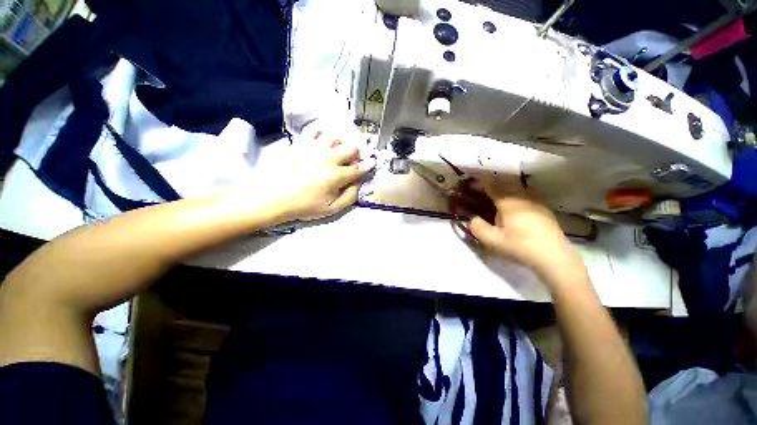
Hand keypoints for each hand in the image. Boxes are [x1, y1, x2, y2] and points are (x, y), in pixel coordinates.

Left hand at [274, 129, 374, 220]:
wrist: (277, 198)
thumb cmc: (306, 206)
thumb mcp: (332, 209)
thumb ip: (350, 196)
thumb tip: (359, 182)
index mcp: (336, 176)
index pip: (358, 168)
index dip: (367, 166)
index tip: (372, 163)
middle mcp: (327, 159)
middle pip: (351, 149)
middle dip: (355, 155)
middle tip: (350, 162)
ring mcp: (313, 148)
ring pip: (336, 137)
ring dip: (339, 145)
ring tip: (334, 153)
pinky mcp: (300, 143)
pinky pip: (314, 129)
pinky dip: (321, 133)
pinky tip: (321, 142)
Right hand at [468, 176, 583, 282]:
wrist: (554, 257)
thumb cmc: (521, 247)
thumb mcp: (493, 241)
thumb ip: (477, 227)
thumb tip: (472, 218)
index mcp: (509, 203)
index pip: (492, 184)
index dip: (480, 179)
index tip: (470, 176)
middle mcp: (522, 197)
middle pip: (504, 181)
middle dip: (490, 180)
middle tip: (479, 185)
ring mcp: (535, 201)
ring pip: (515, 186)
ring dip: (501, 185)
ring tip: (492, 192)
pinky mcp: (542, 207)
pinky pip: (523, 193)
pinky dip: (512, 192)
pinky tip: (510, 202)